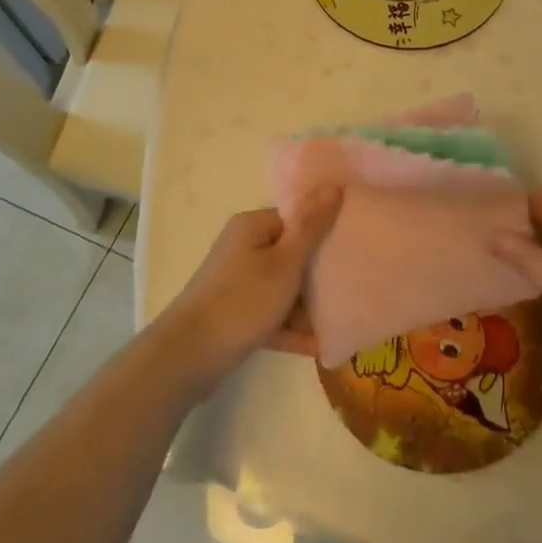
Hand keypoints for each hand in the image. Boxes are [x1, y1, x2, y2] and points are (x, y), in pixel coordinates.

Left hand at [152, 191, 340, 391]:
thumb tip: (334, 186)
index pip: (296, 219)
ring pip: (284, 288)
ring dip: (309, 307)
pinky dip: (292, 328)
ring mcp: (238, 284)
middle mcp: (243, 249)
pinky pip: (272, 316)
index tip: (353, 246)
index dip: (324, 231)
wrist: (188, 357)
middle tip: (353, 285)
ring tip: (342, 320)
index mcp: (253, 228)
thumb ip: (311, 226)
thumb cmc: (242, 300)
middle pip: (292, 254)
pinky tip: (320, 346)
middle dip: (320, 273)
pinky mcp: (236, 316)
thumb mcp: (285, 262)